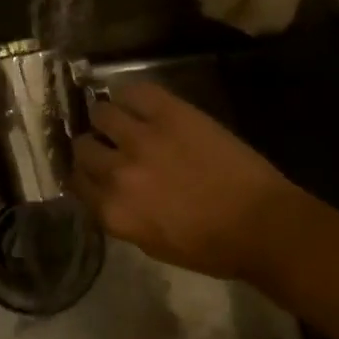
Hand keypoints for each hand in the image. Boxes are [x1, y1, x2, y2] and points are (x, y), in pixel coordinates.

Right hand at [72, 80, 305, 280]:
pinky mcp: (168, 112)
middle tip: (110, 146)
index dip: (84, 174)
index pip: (75, 181)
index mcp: (113, 211)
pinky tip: (140, 105)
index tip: (95, 171)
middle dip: (93, 146)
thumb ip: (119, 214)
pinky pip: (132, 91)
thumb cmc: (211, 247)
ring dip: (108, 119)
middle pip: (82, 146)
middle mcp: (117, 173)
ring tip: (124, 121)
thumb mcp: (151, 244)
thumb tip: (105, 190)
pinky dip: (130, 96)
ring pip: (101, 113)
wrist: (262, 224)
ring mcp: (142, 138)